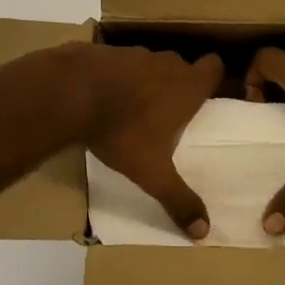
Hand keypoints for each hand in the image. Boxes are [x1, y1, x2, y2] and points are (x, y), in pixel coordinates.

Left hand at [78, 44, 224, 238]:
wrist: (70, 93)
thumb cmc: (122, 131)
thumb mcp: (152, 173)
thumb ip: (178, 200)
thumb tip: (204, 232)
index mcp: (186, 87)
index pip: (214, 67)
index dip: (212, 79)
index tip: (204, 97)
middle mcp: (165, 64)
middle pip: (181, 67)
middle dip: (177, 85)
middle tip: (168, 113)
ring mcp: (133, 53)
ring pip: (150, 65)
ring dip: (146, 81)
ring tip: (133, 109)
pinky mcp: (104, 52)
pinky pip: (119, 64)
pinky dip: (116, 78)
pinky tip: (102, 99)